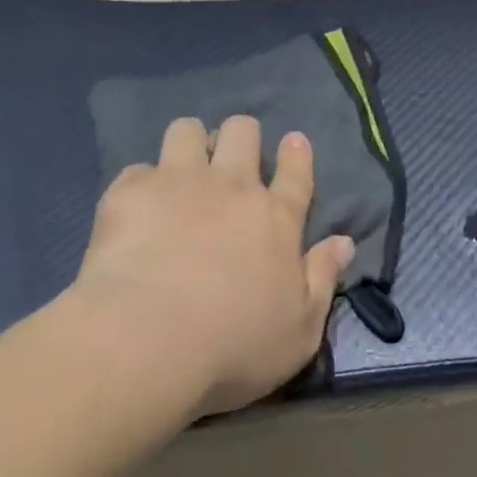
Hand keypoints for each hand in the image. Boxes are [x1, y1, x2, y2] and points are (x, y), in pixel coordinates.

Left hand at [68, 117, 353, 419]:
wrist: (146, 342)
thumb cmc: (233, 346)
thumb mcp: (299, 330)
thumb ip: (324, 278)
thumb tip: (345, 242)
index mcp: (277, 218)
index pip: (296, 172)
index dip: (296, 153)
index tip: (293, 142)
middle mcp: (233, 187)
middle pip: (243, 132)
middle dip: (239, 137)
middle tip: (228, 162)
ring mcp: (180, 182)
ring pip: (188, 131)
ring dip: (189, 145)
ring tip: (179, 170)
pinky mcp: (131, 192)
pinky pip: (137, 169)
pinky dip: (138, 186)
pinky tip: (132, 209)